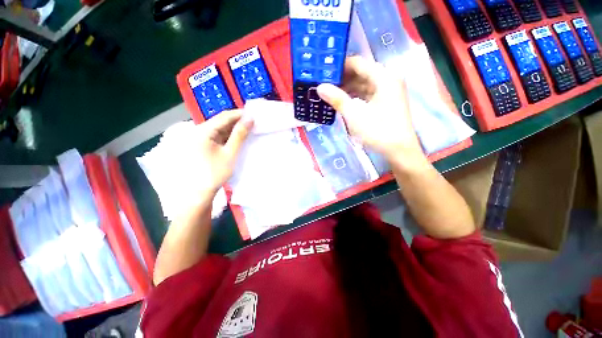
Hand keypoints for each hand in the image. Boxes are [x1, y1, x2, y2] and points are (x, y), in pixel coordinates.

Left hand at [194, 110, 252, 193]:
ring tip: (249, 129)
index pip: (224, 117)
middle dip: (238, 121)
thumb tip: (250, 119)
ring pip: (220, 128)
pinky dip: (229, 136)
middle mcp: (199, 131)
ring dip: (234, 129)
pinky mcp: (203, 145)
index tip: (254, 114)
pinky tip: (238, 138)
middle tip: (253, 122)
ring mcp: (200, 138)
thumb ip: (240, 135)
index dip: (240, 114)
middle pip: (221, 121)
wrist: (200, 191)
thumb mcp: (230, 153)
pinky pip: (218, 136)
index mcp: (203, 131)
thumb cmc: (215, 173)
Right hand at [317, 56, 422, 160]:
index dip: (340, 66)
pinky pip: (368, 93)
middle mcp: (388, 79)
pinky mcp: (386, 102)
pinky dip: (355, 96)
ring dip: (348, 88)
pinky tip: (344, 101)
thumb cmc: (378, 131)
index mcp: (384, 77)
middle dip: (342, 78)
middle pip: (361, 73)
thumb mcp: (355, 115)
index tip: (324, 72)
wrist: (399, 151)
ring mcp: (388, 91)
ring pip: (364, 84)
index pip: (358, 63)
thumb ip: (337, 99)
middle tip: (324, 84)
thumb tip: (320, 87)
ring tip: (330, 93)